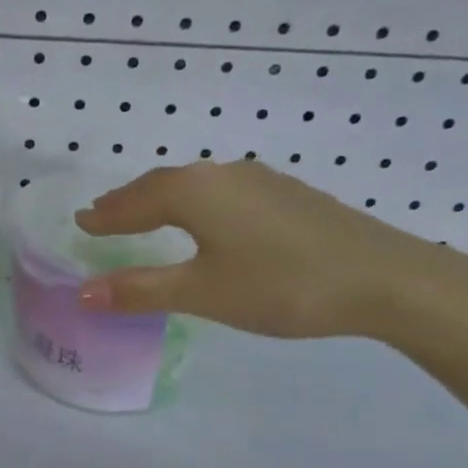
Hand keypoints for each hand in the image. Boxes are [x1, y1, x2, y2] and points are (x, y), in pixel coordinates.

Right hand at [74, 161, 465, 339]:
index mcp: (194, 191)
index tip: (81, 220)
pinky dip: (197, 204)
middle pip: (162, 184)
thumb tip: (82, 293)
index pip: (134, 201)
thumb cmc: (282, 285)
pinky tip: (207, 220)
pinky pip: (222, 192)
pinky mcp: (287, 194)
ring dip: (163, 200)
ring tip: (145, 216)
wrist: (386, 278)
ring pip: (195, 186)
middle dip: (130, 202)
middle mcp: (222, 174)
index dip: (106, 215)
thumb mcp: (203, 292)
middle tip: (104, 215)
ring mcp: (259, 180)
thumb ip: (140, 290)